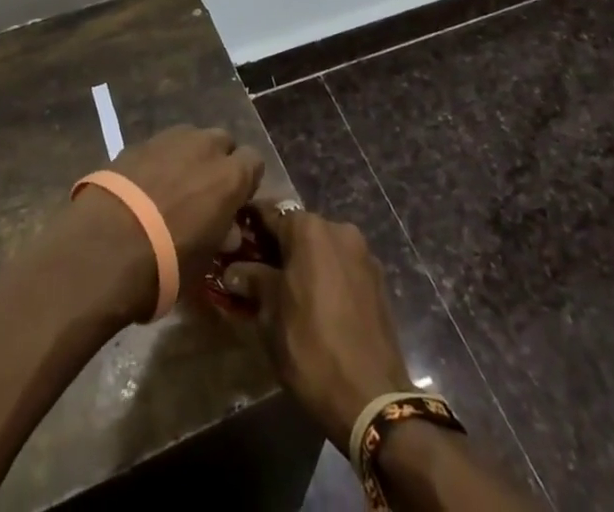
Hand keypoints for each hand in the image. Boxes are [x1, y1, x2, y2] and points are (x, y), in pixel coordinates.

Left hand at [66, 126, 265, 320]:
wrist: (105, 246)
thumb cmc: (166, 263)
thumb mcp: (204, 260)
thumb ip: (220, 235)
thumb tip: (227, 229)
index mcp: (230, 175)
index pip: (254, 161)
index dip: (245, 181)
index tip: (234, 203)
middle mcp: (205, 146)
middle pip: (222, 142)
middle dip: (217, 162)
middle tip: (204, 193)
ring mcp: (169, 139)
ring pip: (190, 138)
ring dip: (188, 157)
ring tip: (172, 188)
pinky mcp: (138, 142)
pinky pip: (160, 146)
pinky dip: (158, 161)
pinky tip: (144, 187)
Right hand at [219, 205, 413, 450]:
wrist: (372, 398)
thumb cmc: (311, 348)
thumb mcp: (271, 316)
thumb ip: (253, 282)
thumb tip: (234, 270)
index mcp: (309, 229)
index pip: (271, 215)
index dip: (251, 227)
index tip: (234, 239)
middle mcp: (339, 230)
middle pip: (300, 230)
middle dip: (279, 247)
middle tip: (258, 272)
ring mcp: (363, 255)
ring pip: (324, 249)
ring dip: (305, 262)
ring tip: (287, 291)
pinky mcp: (379, 280)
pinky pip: (343, 268)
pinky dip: (328, 277)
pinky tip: (317, 305)